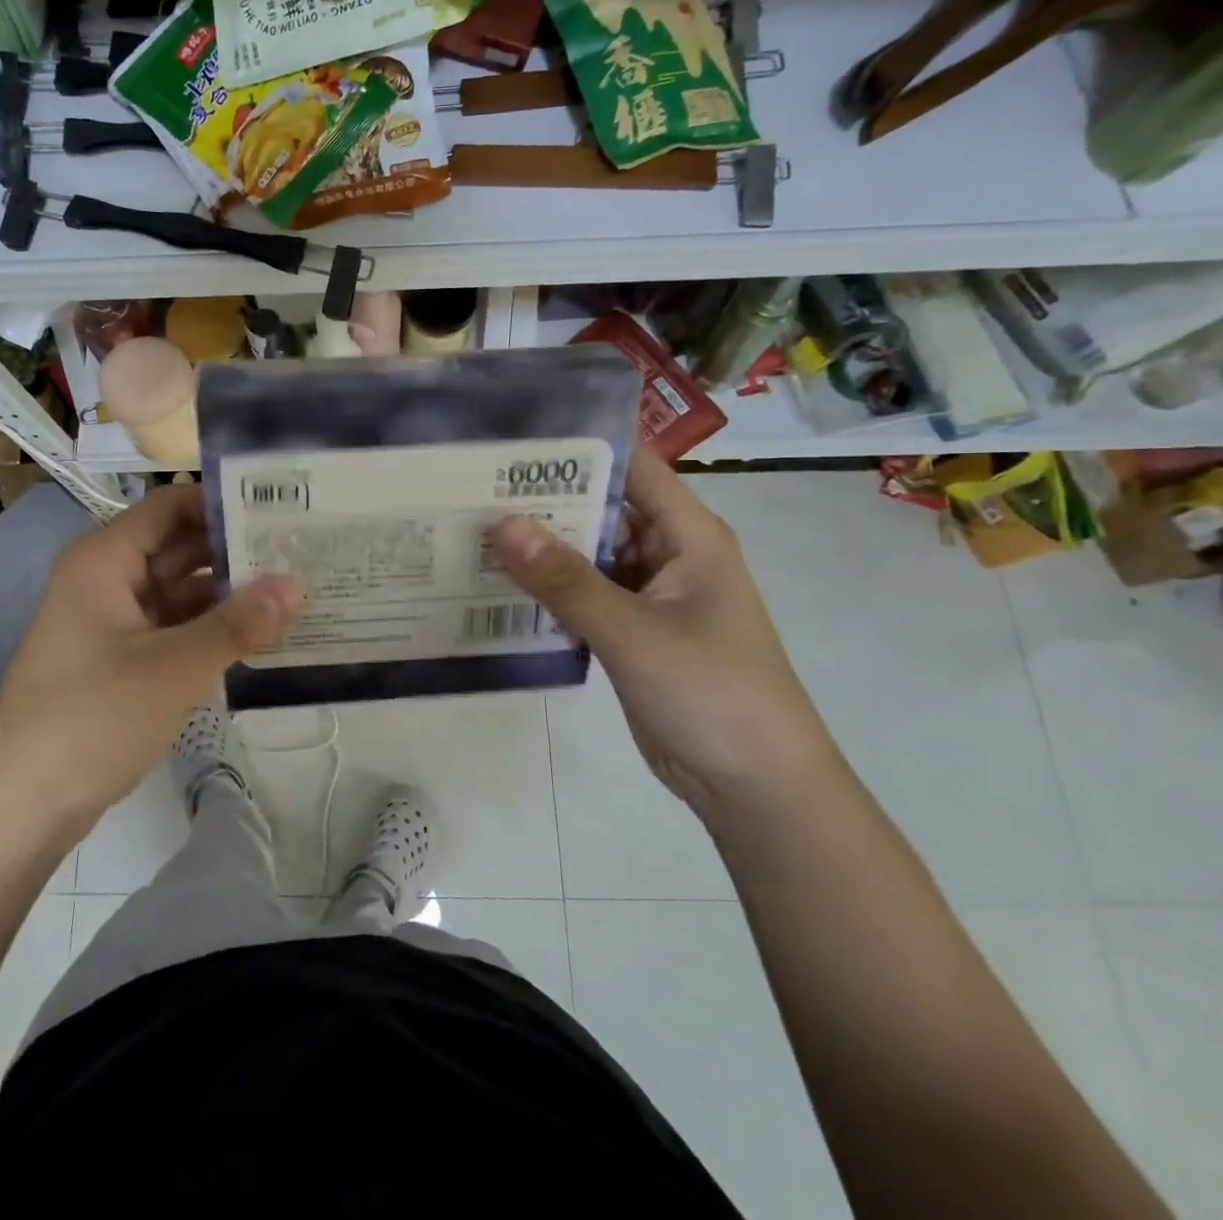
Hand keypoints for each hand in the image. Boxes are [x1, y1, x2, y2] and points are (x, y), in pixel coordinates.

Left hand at [0, 486, 302, 819]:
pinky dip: (212, 631)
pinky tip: (261, 635)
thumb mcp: (173, 667)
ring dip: (229, 595)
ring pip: (181, 593)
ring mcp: (114, 623)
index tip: (283, 504)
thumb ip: (238, 624)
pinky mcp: (123, 661)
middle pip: (179, 548)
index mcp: (105, 561)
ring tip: (296, 589)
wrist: (20, 805)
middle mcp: (108, 581)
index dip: (223, 501)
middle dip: (236, 550)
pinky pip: (175, 629)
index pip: (171, 507)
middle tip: (303, 549)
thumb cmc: (91, 717)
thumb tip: (297, 584)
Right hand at [491, 452, 838, 819]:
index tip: (513, 436)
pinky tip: (493, 584)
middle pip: (599, 508)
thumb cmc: (712, 694)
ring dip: (538, 547)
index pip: (632, 465)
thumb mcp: (634, 633)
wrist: (754, 787)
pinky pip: (580, 596)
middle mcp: (666, 554)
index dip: (579, 444)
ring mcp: (646, 595)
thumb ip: (566, 580)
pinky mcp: (628, 631)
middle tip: (469, 484)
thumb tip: (500, 525)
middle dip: (542, 497)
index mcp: (687, 535)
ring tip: (469, 527)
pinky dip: (544, 590)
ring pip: (585, 555)